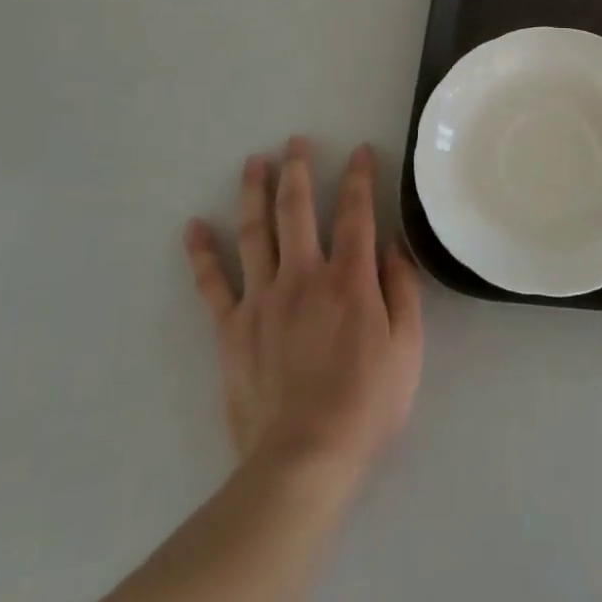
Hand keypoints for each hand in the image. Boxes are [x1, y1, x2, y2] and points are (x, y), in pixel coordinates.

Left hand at [183, 138, 421, 487]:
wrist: (302, 460)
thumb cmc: (366, 404)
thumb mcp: (407, 347)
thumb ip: (402, 289)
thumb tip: (392, 244)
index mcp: (349, 279)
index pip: (355, 212)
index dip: (360, 177)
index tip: (361, 151)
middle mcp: (303, 276)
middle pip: (298, 209)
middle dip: (299, 169)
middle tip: (295, 141)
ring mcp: (262, 299)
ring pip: (255, 232)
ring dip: (254, 192)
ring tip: (253, 162)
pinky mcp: (231, 328)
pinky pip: (212, 283)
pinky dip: (202, 253)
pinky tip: (194, 227)